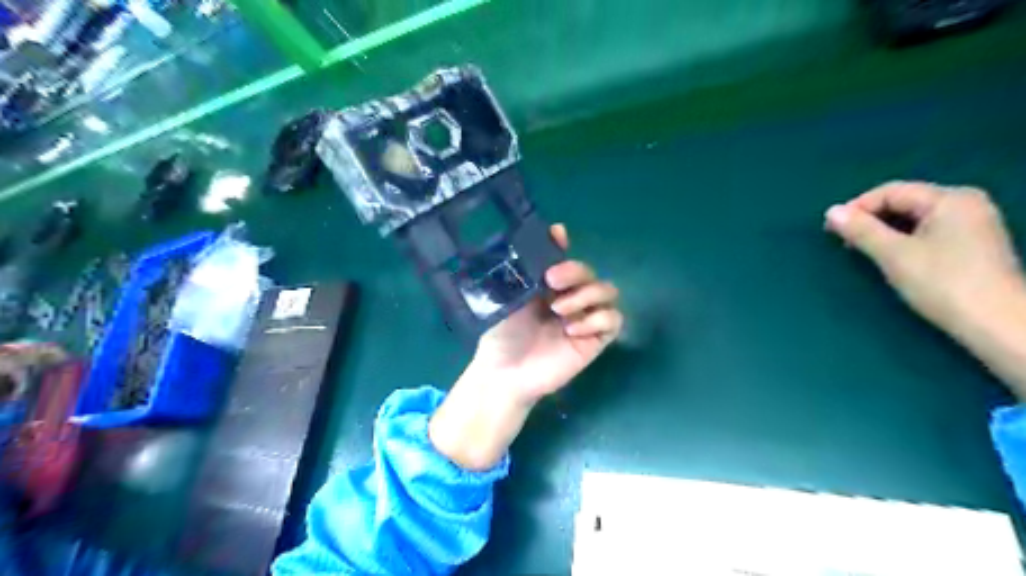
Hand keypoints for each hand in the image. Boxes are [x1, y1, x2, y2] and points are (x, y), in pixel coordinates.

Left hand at [428, 223, 621, 469]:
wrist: (505, 372)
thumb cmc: (502, 333)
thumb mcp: (510, 296)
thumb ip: (528, 267)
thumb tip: (542, 235)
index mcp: (550, 287)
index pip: (568, 259)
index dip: (566, 248)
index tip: (558, 238)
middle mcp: (571, 298)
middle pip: (591, 272)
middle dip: (575, 271)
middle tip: (553, 280)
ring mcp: (585, 319)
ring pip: (608, 291)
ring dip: (587, 295)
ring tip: (560, 310)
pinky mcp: (595, 340)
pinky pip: (614, 320)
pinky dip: (597, 319)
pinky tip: (573, 329)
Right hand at [824, 183, 1025, 333]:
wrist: (996, 323)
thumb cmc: (943, 283)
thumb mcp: (894, 254)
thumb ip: (861, 230)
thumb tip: (831, 212)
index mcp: (950, 199)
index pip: (892, 191)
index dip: (857, 207)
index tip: (831, 229)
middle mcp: (965, 204)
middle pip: (904, 202)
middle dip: (870, 219)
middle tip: (843, 240)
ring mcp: (973, 224)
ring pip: (914, 218)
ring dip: (884, 230)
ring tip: (861, 250)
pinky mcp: (972, 244)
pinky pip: (927, 231)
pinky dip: (903, 239)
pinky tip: (890, 256)